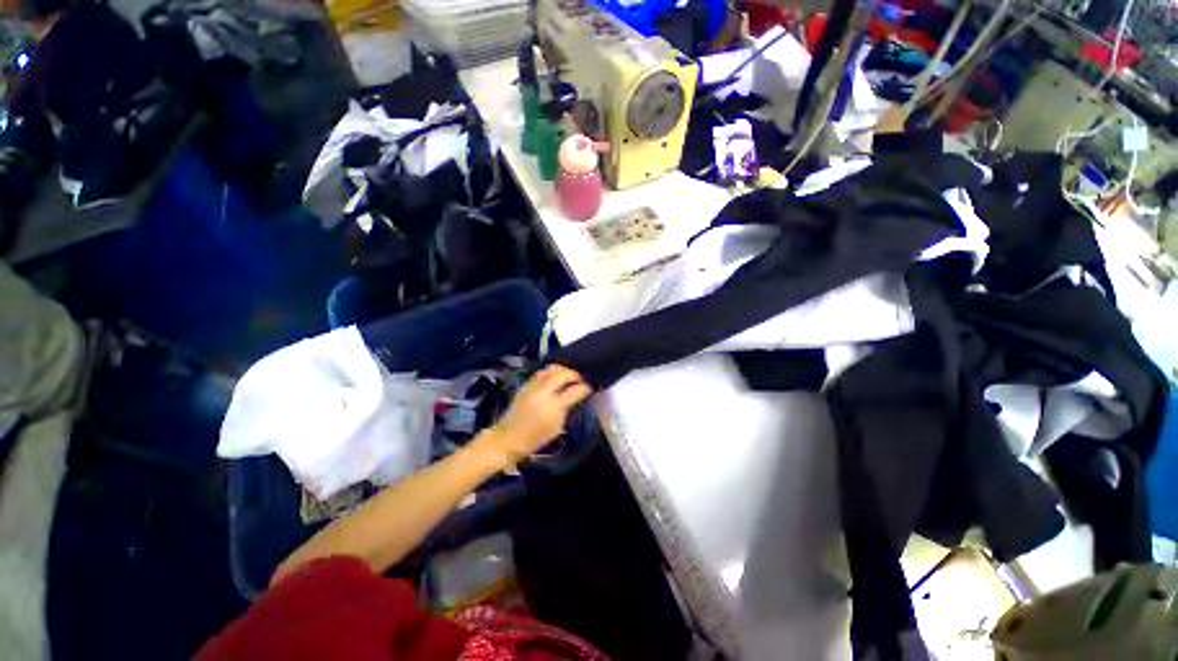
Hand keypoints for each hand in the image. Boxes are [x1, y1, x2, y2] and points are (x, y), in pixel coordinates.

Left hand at [481, 365, 592, 466]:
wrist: (507, 439)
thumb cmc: (534, 439)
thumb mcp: (556, 429)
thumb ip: (566, 411)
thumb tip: (573, 399)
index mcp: (554, 406)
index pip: (575, 390)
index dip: (585, 387)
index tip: (590, 387)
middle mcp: (544, 392)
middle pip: (563, 374)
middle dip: (575, 374)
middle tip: (580, 379)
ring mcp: (533, 387)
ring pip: (550, 369)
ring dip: (562, 370)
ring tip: (568, 375)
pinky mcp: (525, 386)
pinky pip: (540, 374)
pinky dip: (550, 373)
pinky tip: (554, 377)